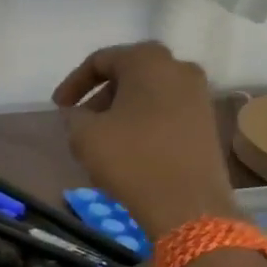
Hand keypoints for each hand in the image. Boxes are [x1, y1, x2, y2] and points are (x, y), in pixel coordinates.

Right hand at [53, 42, 239, 239]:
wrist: (188, 206)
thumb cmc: (132, 160)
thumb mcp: (85, 135)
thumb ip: (74, 116)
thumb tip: (78, 114)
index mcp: (148, 61)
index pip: (100, 60)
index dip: (73, 83)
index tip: (58, 107)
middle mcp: (179, 68)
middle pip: (129, 74)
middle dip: (100, 96)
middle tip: (80, 120)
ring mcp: (199, 96)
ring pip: (149, 94)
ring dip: (122, 110)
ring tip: (102, 138)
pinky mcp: (208, 123)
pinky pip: (167, 112)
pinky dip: (144, 122)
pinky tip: (129, 148)